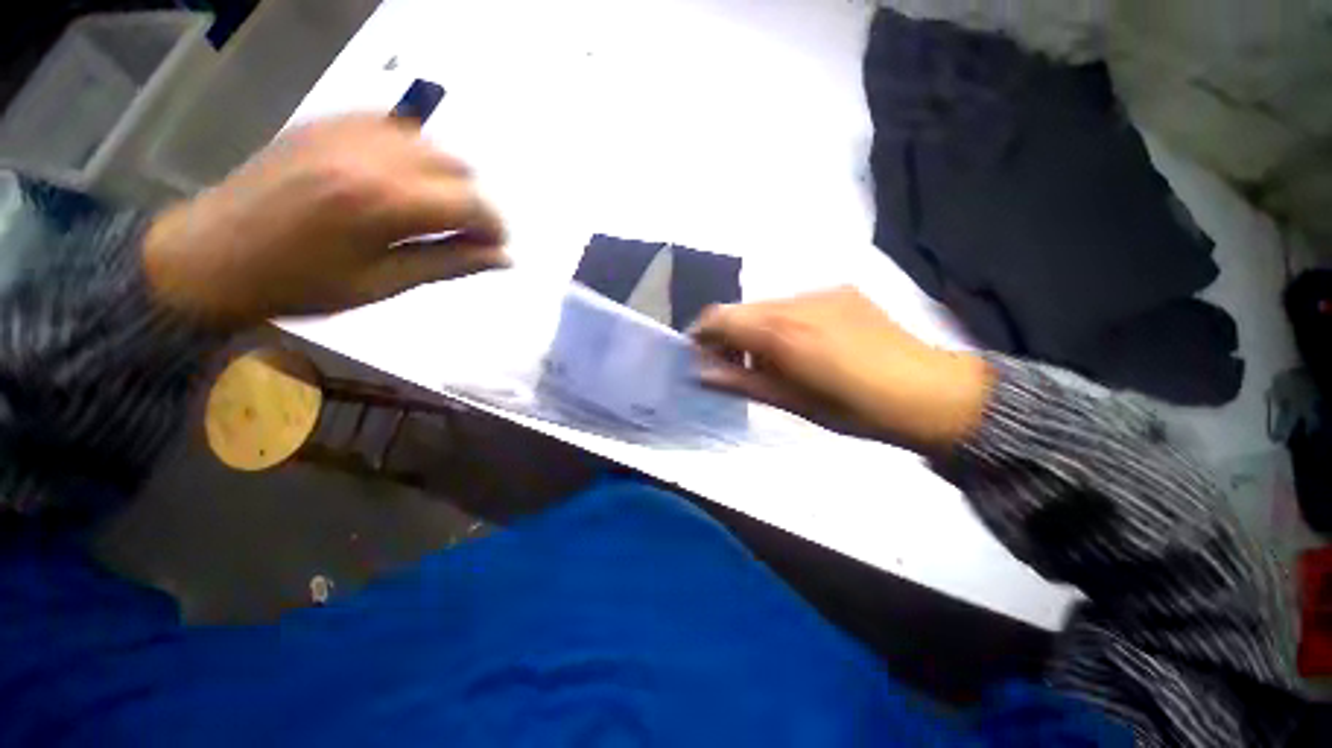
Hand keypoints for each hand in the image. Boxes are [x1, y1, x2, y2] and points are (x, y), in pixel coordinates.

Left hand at [143, 114, 507, 324]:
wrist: (210, 256)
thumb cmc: (300, 283)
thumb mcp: (384, 283)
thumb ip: (450, 263)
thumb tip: (503, 259)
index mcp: (386, 203)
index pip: (471, 203)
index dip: (494, 227)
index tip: (495, 248)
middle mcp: (372, 156)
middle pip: (457, 167)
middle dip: (473, 203)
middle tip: (463, 234)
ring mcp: (346, 132)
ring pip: (430, 143)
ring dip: (446, 178)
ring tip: (431, 209)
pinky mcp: (326, 124)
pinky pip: (391, 125)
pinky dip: (411, 153)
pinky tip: (399, 180)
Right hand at [690, 287, 992, 452]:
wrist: (930, 392)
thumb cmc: (854, 409)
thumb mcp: (790, 402)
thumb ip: (740, 383)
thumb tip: (701, 372)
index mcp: (782, 330)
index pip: (720, 316)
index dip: (701, 333)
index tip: (699, 355)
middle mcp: (796, 301)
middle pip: (742, 309)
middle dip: (728, 334)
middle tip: (732, 365)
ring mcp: (822, 292)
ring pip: (767, 306)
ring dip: (755, 329)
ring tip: (769, 360)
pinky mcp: (841, 292)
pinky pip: (794, 304)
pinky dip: (782, 323)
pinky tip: (801, 347)